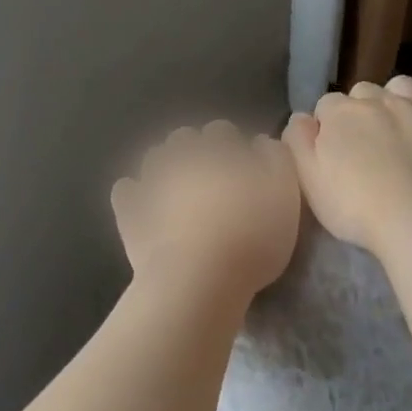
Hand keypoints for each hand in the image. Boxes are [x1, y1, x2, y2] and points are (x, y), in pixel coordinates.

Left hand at [112, 121, 301, 302]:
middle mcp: (180, 156)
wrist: (198, 279)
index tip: (243, 171)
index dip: (232, 148)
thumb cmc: (251, 236)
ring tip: (180, 193)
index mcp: (217, 148)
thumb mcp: (285, 194)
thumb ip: (276, 159)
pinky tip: (147, 206)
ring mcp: (150, 182)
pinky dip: (135, 193)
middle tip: (212, 181)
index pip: (222, 131)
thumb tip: (260, 142)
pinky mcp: (129, 212)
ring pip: (155, 159)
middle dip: (196, 152)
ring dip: (166, 167)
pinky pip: (126, 191)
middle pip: (185, 139)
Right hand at [283, 76, 411, 251]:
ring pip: (401, 84)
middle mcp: (378, 99)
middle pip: (362, 91)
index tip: (333, 151)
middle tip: (365, 143)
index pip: (326, 105)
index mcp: (340, 113)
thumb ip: (298, 143)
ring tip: (396, 124)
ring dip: (395, 97)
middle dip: (360, 110)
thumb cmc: (354, 206)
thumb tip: (300, 118)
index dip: (328, 126)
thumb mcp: (308, 180)